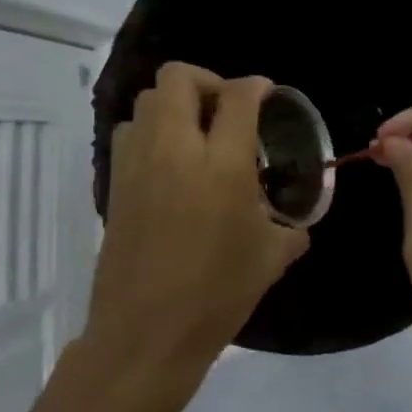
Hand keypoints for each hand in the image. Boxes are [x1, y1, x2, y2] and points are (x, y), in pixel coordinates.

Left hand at [88, 63, 309, 387]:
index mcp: (222, 165)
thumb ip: (289, 230)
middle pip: (179, 77)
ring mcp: (137, 163)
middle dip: (208, 82)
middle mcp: (175, 150)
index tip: (266, 95)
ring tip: (196, 136)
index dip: (256, 86)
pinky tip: (170, 164)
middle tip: (227, 111)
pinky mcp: (114, 183)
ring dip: (175, 105)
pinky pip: (130, 132)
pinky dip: (151, 131)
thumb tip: (297, 226)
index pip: (238, 96)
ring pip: (147, 99)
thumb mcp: (269, 260)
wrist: (146, 334)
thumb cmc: (216, 296)